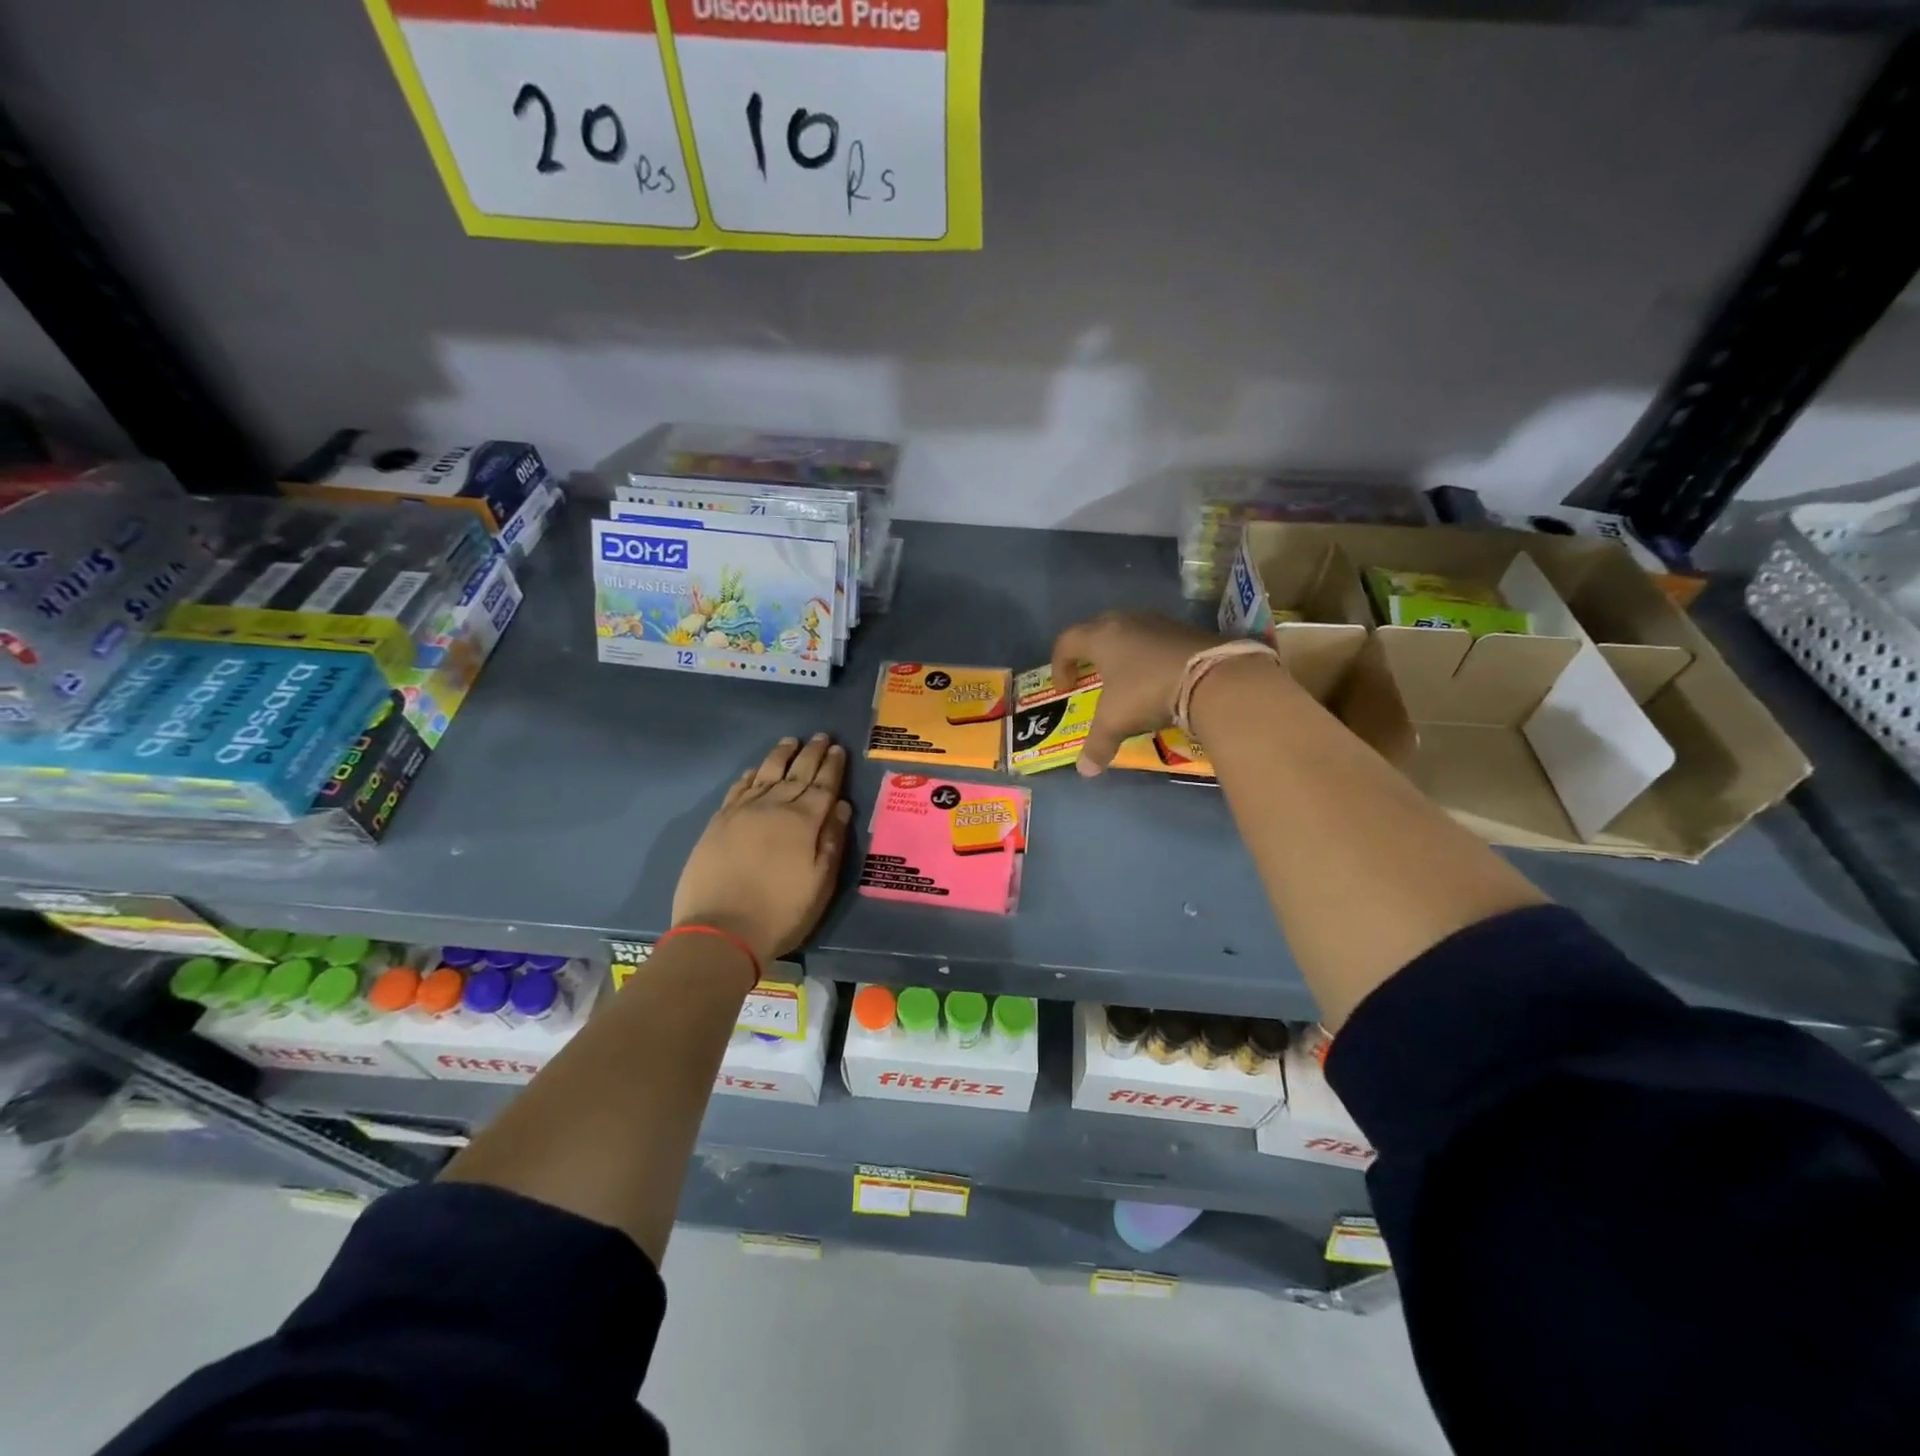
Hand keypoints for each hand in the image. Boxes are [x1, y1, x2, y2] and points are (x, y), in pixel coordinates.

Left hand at [672, 734, 852, 967]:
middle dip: (812, 753)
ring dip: (781, 755)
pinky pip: (739, 788)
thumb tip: (842, 806)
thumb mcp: (820, 883)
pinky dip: (750, 775)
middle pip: (797, 773)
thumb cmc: (780, 912)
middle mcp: (774, 807)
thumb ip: (832, 841)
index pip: (823, 785)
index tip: (839, 749)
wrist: (720, 930)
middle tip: (822, 737)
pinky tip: (757, 769)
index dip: (833, 767)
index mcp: (804, 821)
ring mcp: (743, 812)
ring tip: (791, 741)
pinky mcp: (719, 822)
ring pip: (767, 773)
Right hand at [1050, 612, 1226, 775]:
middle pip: (1097, 629)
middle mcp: (1126, 621)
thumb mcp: (1116, 721)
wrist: (1212, 677)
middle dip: (1089, 652)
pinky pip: (1156, 639)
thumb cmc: (1148, 692)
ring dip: (1121, 652)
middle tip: (1091, 674)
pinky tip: (1156, 678)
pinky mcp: (1185, 630)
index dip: (1059, 665)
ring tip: (1125, 678)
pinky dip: (1149, 656)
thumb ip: (1097, 744)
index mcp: (1101, 637)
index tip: (1065, 689)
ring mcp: (1159, 622)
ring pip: (1129, 631)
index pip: (1067, 641)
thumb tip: (1085, 771)